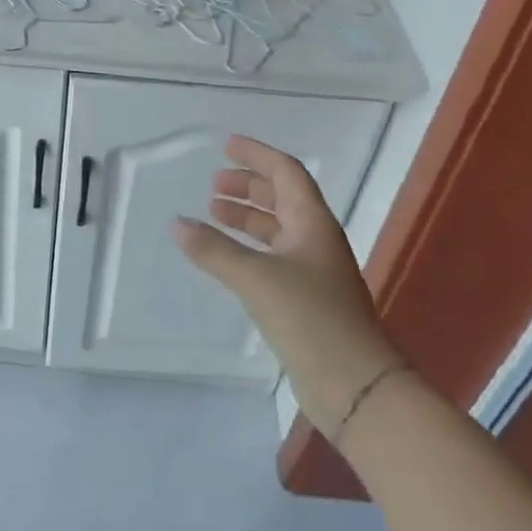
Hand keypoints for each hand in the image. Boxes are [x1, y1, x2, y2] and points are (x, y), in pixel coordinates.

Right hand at [171, 136, 399, 436]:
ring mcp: (313, 271)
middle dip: (248, 185)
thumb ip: (214, 250)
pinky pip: (273, 257)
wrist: (354, 384)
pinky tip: (227, 258)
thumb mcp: (256, 278)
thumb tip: (176, 224)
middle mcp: (315, 240)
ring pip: (277, 229)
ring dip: (246, 217)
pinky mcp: (306, 299)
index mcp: (313, 223)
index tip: (225, 145)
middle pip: (282, 198)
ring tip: (212, 213)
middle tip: (213, 183)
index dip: (257, 155)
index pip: (286, 172)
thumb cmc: (310, 318)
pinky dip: (248, 248)